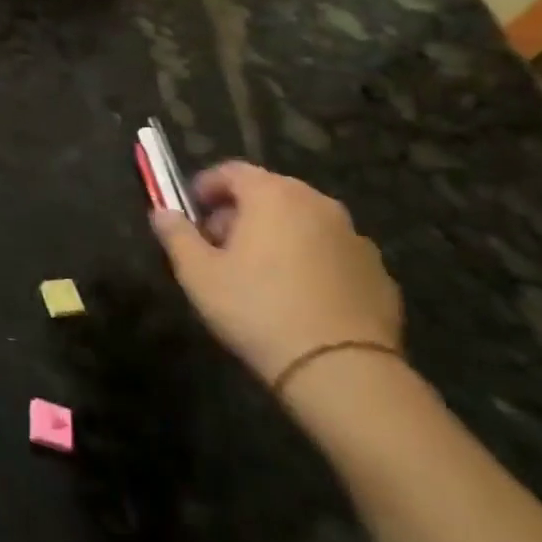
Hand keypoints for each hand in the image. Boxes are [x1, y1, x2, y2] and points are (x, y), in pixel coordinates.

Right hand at [150, 162, 401, 389]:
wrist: (341, 370)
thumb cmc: (257, 309)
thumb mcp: (197, 273)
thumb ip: (176, 234)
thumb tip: (162, 212)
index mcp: (273, 195)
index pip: (232, 171)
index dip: (206, 187)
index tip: (192, 212)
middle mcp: (318, 204)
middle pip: (269, 193)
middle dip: (240, 212)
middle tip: (219, 246)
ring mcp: (354, 237)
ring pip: (303, 222)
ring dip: (277, 235)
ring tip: (258, 274)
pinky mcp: (378, 272)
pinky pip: (331, 253)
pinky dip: (310, 261)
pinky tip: (297, 297)